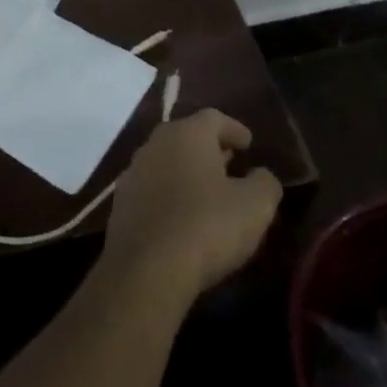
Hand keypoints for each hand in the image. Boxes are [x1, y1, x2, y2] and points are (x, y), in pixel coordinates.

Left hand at [101, 109, 281, 303]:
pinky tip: (181, 215)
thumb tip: (262, 175)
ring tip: (207, 190)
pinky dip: (169, 193)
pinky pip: (152, 187)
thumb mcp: (254, 207)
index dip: (234, 129)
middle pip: (186, 135)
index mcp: (187, 133)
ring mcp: (134, 170)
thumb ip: (264, 184)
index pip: (214, 118)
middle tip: (229, 162)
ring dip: (187, 170)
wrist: (146, 268)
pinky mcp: (121, 201)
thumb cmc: (206, 226)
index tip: (248, 143)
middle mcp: (157, 142)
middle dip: (209, 148)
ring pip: (167, 160)